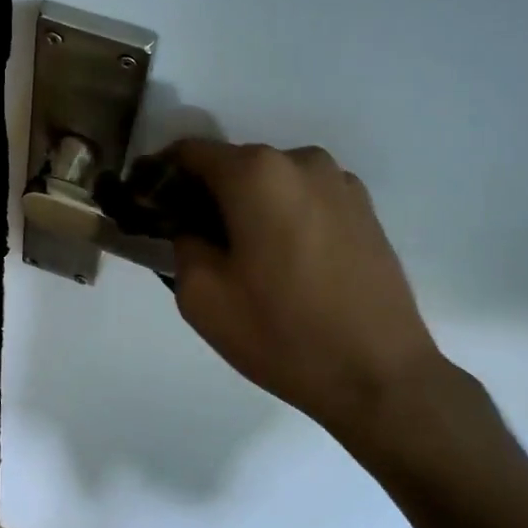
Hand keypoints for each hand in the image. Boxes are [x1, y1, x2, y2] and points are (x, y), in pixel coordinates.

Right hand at [168, 140, 441, 435]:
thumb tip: (191, 226)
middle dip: (206, 194)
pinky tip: (285, 263)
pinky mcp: (364, 209)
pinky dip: (282, 216)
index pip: (190, 152)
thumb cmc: (281, 334)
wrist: (379, 375)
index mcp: (256, 174)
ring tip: (244, 258)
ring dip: (247, 206)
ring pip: (271, 182)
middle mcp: (301, 161)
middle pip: (233, 165)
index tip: (149, 207)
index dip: (161, 175)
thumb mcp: (201, 296)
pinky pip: (304, 199)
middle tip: (193, 241)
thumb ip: (182, 243)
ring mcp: (340, 182)